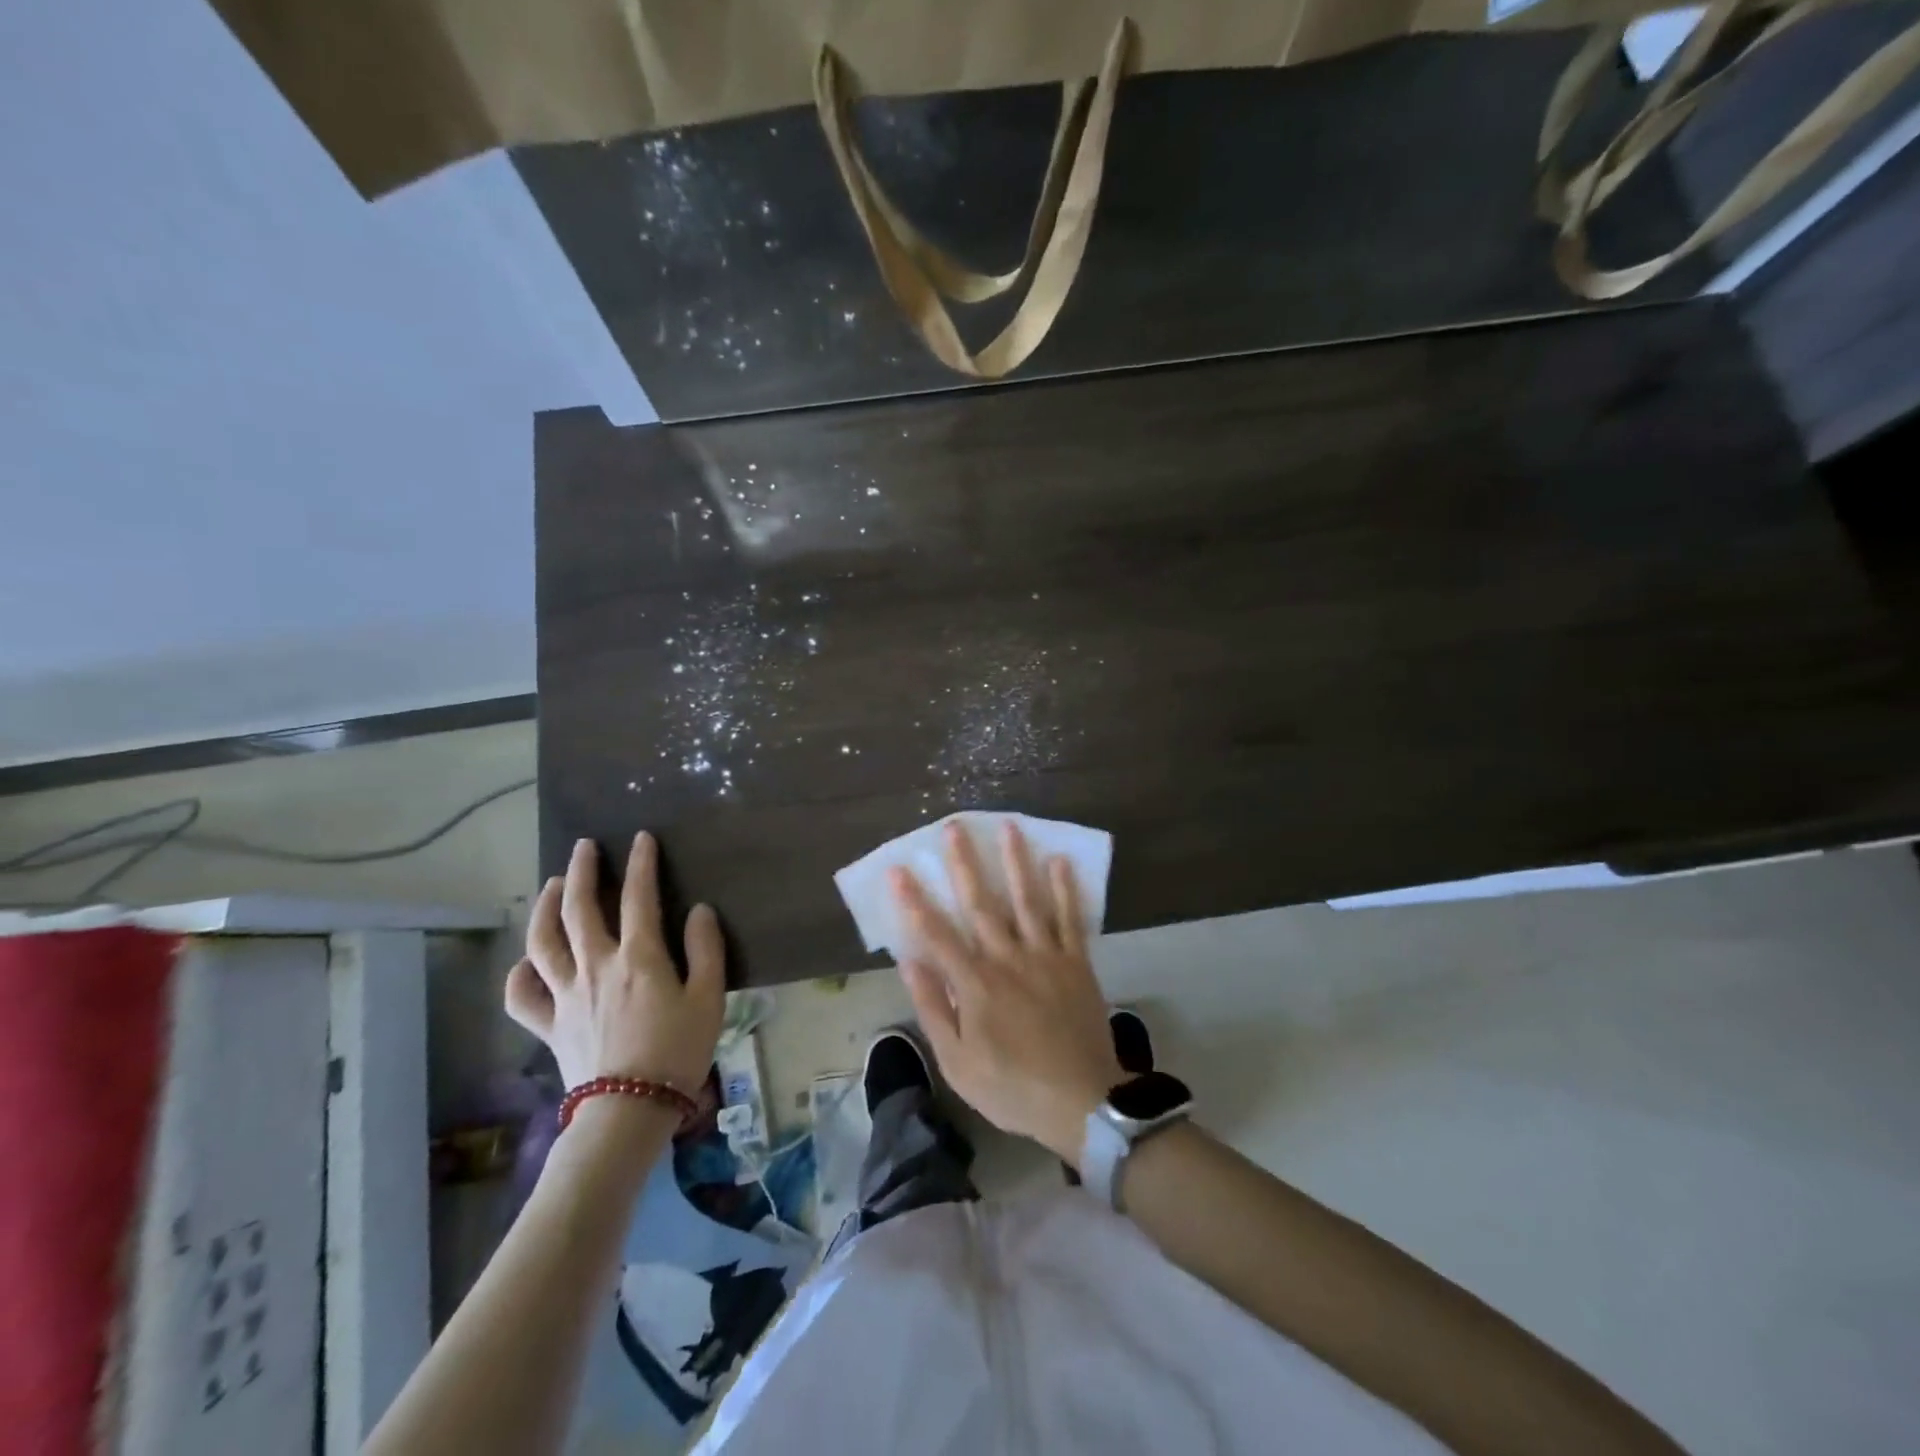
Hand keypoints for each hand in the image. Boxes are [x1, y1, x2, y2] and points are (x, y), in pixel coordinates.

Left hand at [504, 833, 725, 1091]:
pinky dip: (519, 973)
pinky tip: (527, 961)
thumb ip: (706, 949)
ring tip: (551, 886)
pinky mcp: (549, 1025)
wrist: (629, 1112)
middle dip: (580, 871)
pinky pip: (523, 996)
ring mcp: (566, 995)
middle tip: (584, 847)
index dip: (640, 863)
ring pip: (543, 941)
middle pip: (578, 908)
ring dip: (544, 907)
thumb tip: (698, 910)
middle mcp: (596, 965)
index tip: (641, 838)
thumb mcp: (709, 998)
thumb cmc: (678, 1052)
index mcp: (638, 957)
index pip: (637, 896)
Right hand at [893, 820, 1122, 1166]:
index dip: (915, 901)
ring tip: (1009, 827)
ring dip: (1017, 862)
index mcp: (975, 984)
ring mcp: (1046, 956)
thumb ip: (933, 1008)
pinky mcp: (1077, 963)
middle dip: (965, 863)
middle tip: (954, 827)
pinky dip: (1066, 889)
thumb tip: (909, 962)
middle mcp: (1008, 958)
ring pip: (1028, 900)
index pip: (936, 934)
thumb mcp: (957, 1062)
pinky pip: (1071, 919)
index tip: (899, 870)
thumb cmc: (1011, 1087)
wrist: (1081, 1102)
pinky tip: (1060, 862)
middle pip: (982, 904)